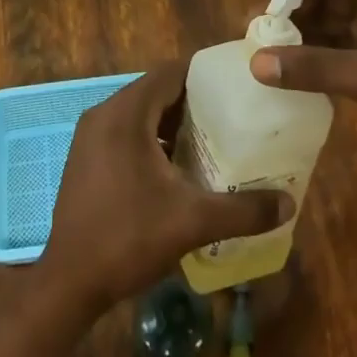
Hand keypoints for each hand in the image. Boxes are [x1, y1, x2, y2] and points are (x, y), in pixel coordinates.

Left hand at [39, 60, 291, 314]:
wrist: (68, 284)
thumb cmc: (128, 238)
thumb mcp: (191, 221)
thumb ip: (242, 209)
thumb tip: (289, 204)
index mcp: (125, 113)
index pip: (170, 73)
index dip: (203, 76)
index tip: (234, 87)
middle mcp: (103, 114)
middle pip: (155, 91)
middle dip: (192, 102)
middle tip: (229, 116)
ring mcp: (89, 136)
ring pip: (139, 113)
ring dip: (170, 122)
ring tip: (208, 140)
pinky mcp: (84, 158)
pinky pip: (124, 132)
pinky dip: (150, 138)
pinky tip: (174, 168)